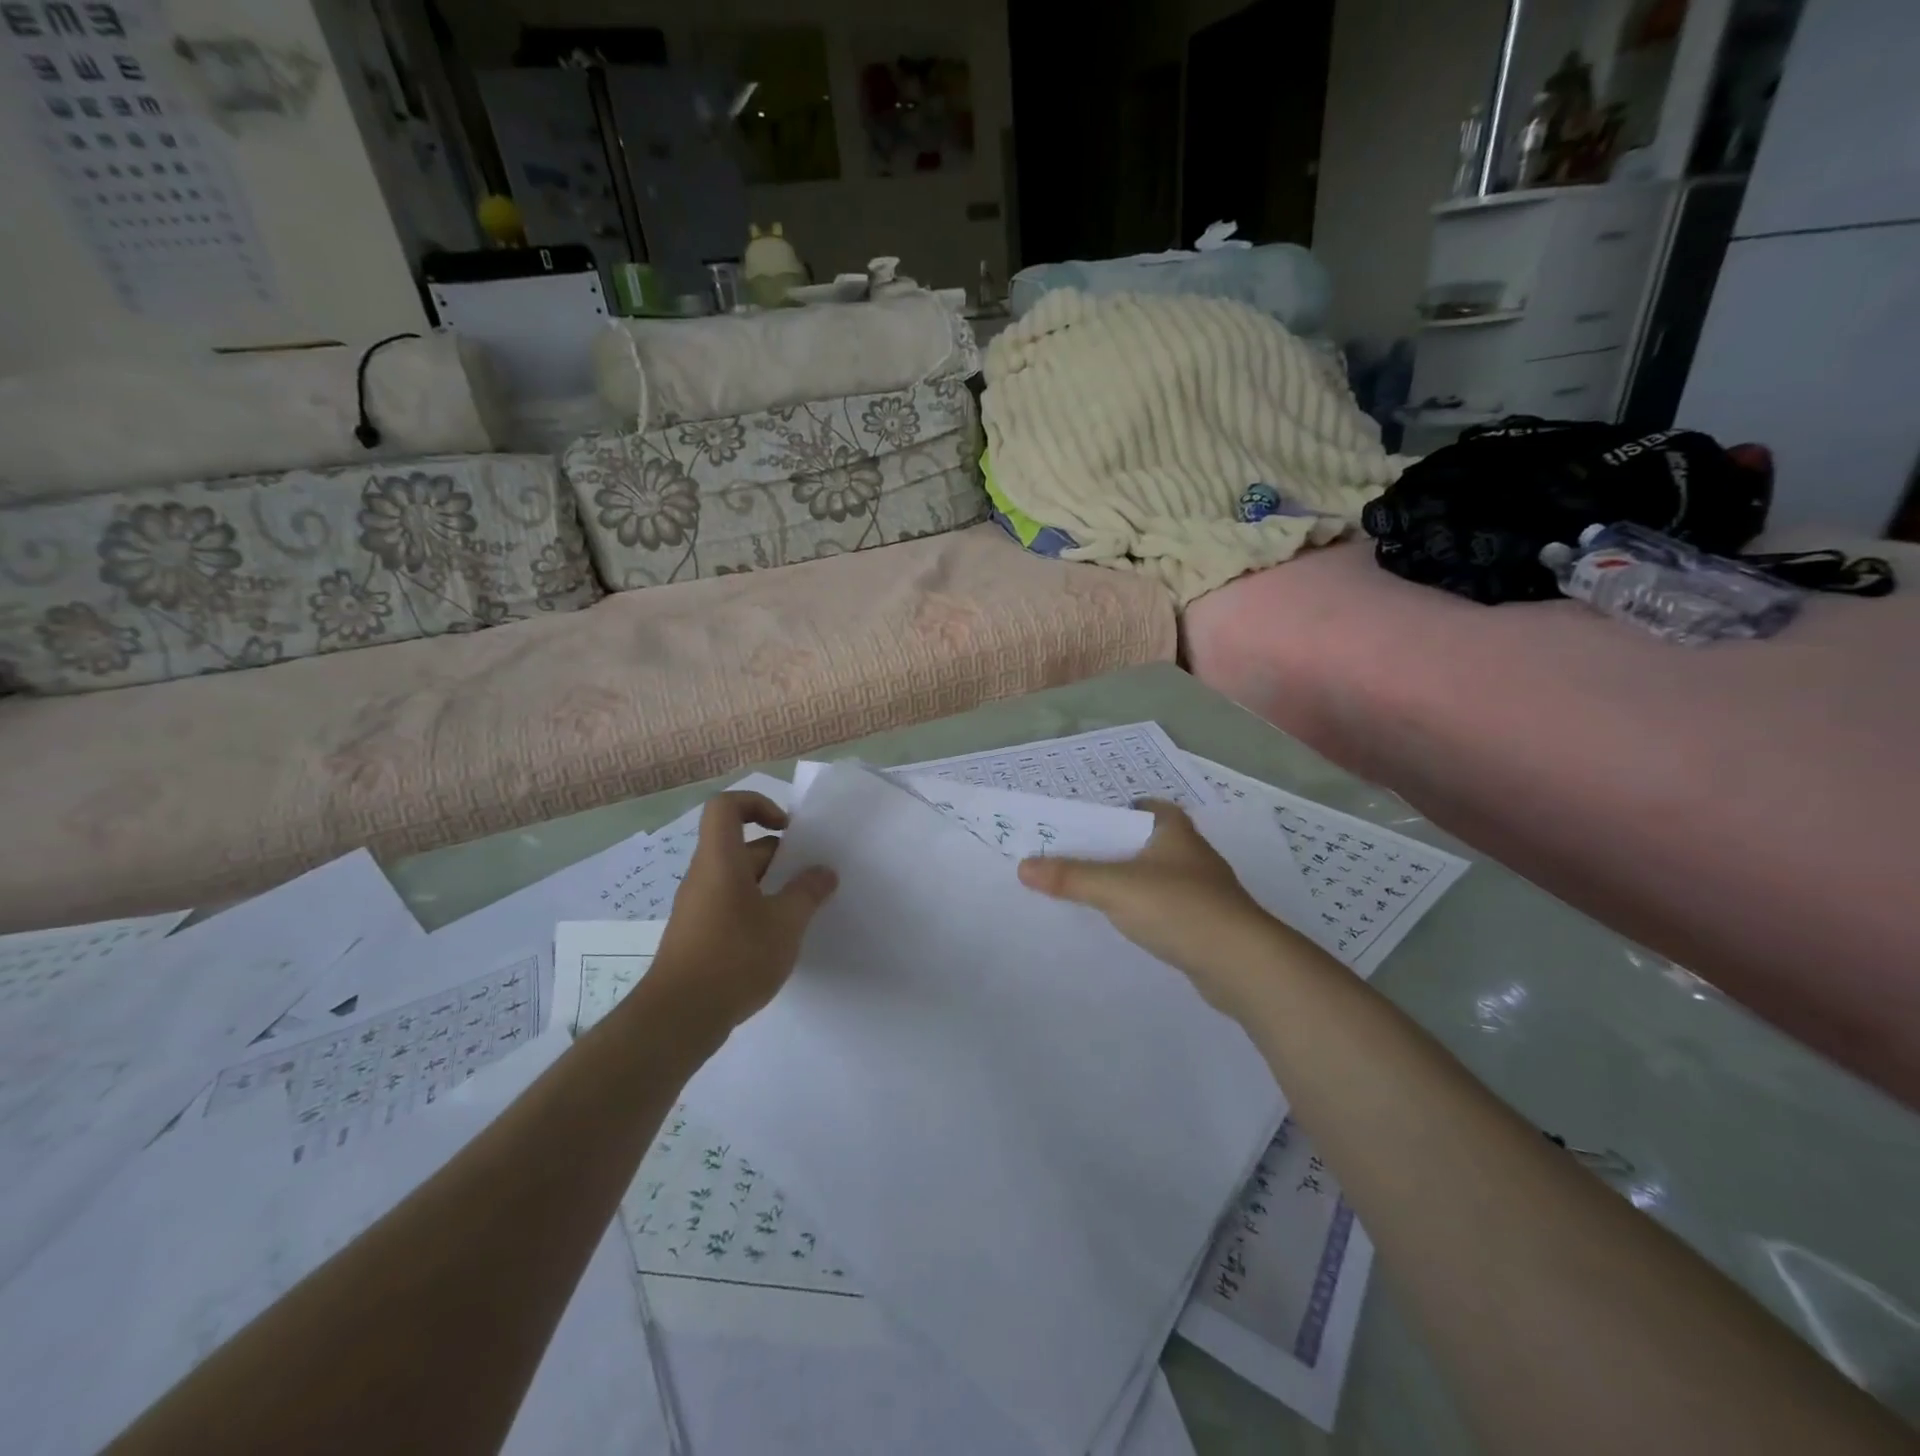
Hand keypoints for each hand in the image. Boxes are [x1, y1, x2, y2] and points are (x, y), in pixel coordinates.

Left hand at [653, 792, 837, 1030]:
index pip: (726, 806)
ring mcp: (698, 906)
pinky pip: (730, 904)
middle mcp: (704, 876)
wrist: (678, 1018)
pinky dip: (756, 909)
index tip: (788, 830)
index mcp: (720, 860)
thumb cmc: (734, 957)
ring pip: (737, 877)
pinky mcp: (698, 934)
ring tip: (801, 909)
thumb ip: (808, 893)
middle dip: (778, 854)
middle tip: (810, 876)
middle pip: (739, 845)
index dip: (757, 804)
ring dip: (771, 885)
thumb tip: (824, 872)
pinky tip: (778, 938)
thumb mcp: (785, 923)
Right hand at [1017, 800, 1284, 1017]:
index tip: (1089, 824)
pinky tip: (1126, 924)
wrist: (1242, 964)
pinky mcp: (1205, 923)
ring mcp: (1202, 891)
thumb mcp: (1116, 887)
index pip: (1146, 808)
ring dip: (1130, 881)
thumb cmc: (1179, 908)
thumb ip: (1070, 877)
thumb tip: (1023, 866)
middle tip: (1078, 857)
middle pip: (1146, 843)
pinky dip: (1145, 910)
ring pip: (1156, 877)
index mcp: (1175, 832)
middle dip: (1116, 848)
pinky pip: (1166, 907)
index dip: (1119, 811)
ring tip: (1093, 890)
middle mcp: (1192, 855)